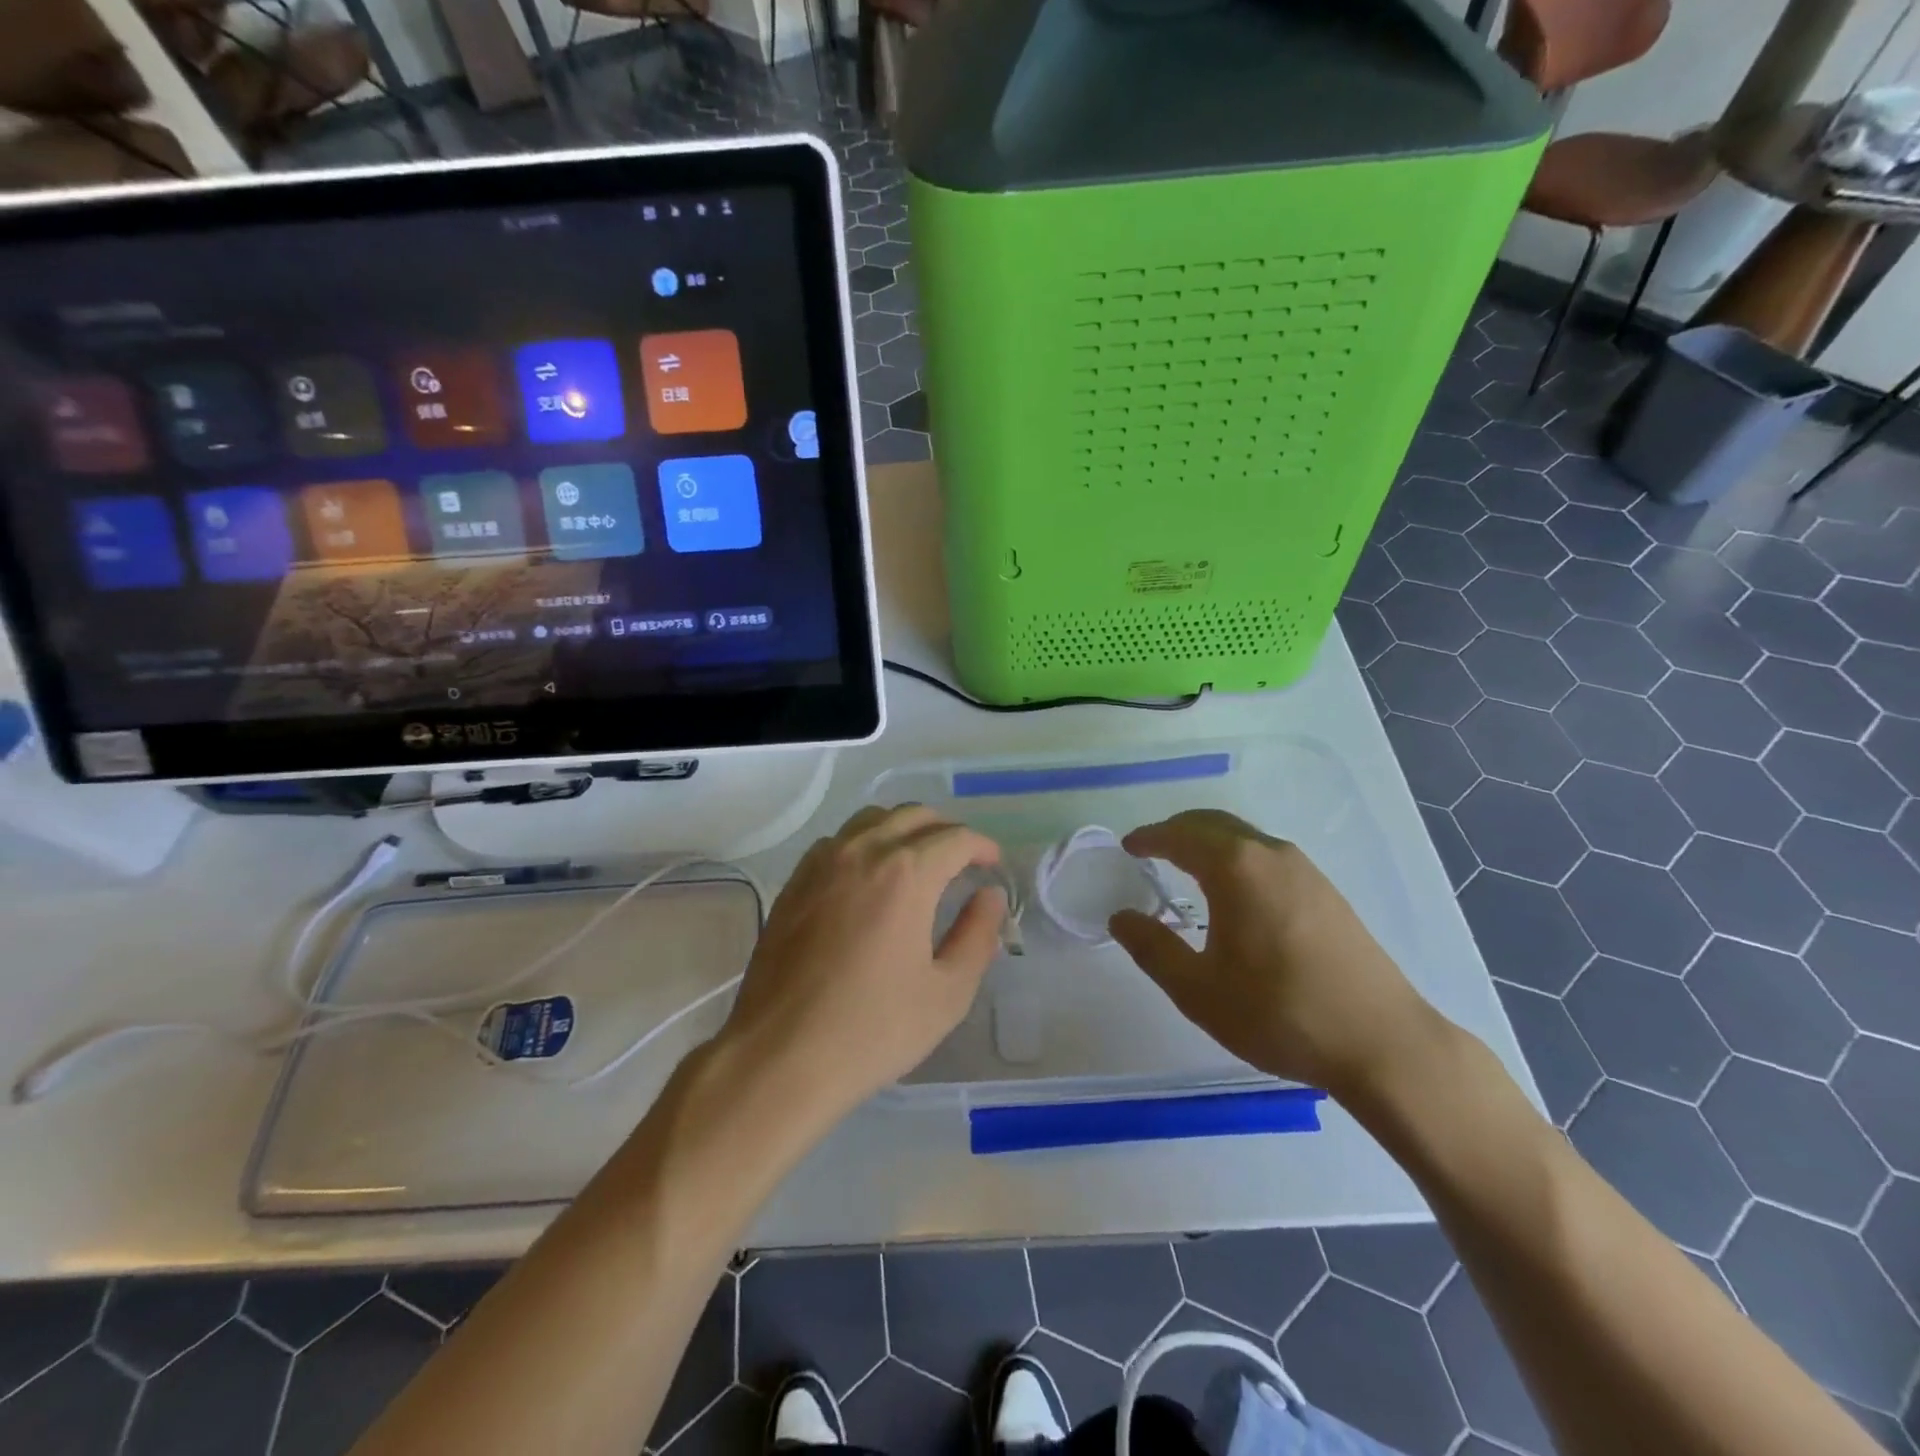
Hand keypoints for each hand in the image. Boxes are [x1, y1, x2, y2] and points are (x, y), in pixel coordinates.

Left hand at [718, 805, 1005, 1120]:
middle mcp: (863, 852)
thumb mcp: (947, 993)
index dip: (981, 846)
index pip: (954, 838)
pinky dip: (865, 842)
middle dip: (945, 831)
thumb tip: (989, 896)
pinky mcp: (794, 882)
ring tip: (918, 861)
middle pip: (913, 816)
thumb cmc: (873, 1029)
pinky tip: (869, 876)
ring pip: (872, 820)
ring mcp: (822, 863)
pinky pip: (838, 840)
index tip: (992, 865)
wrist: (780, 1055)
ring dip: (904, 829)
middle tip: (961, 860)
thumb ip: (977, 935)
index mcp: (906, 874)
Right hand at [1108, 809, 1440, 1098]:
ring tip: (1186, 868)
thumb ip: (1152, 948)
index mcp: (1235, 868)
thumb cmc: (1279, 1013)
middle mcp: (1270, 854)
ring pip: (1243, 837)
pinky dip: (1236, 857)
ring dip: (1209, 842)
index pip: (1179, 836)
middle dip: (1177, 830)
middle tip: (1151, 850)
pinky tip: (1234, 893)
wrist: (1382, 1043)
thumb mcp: (1198, 990)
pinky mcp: (1326, 891)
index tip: (1128, 846)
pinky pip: (1267, 856)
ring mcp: (1305, 870)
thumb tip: (1121, 918)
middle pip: (1213, 823)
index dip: (1149, 838)